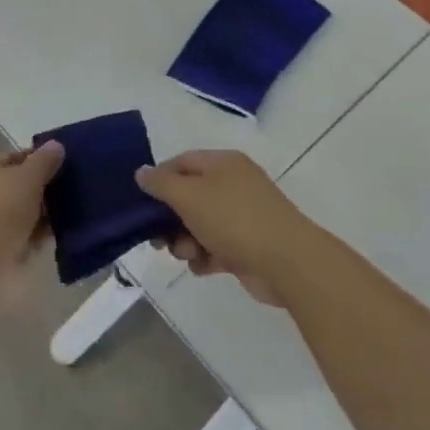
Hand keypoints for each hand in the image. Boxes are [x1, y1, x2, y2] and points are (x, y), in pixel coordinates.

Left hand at [0, 142, 63, 287]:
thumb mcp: (27, 179)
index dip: (43, 160)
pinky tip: (60, 239)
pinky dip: (38, 239)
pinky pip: (24, 238)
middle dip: (48, 190)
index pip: (19, 158)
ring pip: (25, 214)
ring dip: (46, 217)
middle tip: (78, 193)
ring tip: (75, 217)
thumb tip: (56, 145)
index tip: (71, 167)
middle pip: (23, 186)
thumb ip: (44, 162)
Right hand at [136, 150, 319, 305]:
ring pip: (200, 224)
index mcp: (222, 163)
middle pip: (189, 196)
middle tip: (157, 239)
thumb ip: (161, 183)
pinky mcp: (248, 245)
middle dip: (170, 219)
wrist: (287, 262)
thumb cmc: (234, 219)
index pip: (181, 162)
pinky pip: (216, 247)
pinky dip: (205, 256)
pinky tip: (202, 267)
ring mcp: (243, 216)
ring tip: (187, 254)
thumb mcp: (190, 196)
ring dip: (185, 241)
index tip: (142, 203)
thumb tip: (141, 172)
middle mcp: (233, 184)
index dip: (159, 180)